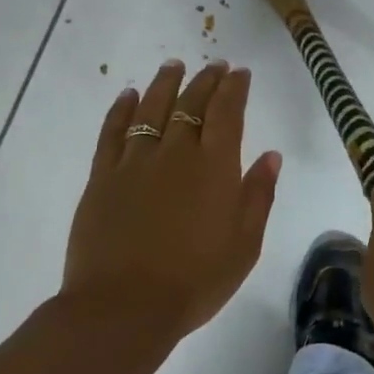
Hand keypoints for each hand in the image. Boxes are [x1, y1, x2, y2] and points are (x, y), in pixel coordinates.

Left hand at [60, 60, 281, 341]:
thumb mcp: (245, 244)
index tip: (239, 72)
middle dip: (206, 80)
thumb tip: (270, 155)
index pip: (227, 112)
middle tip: (214, 65)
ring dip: (165, 83)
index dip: (234, 88)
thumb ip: (258, 195)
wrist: (124, 307)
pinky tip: (128, 95)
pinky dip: (122, 109)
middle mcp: (176, 152)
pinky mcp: (102, 177)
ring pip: (152, 108)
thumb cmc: (195, 280)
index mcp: (215, 166)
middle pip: (192, 103)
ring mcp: (135, 161)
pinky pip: (113, 132)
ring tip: (173, 65)